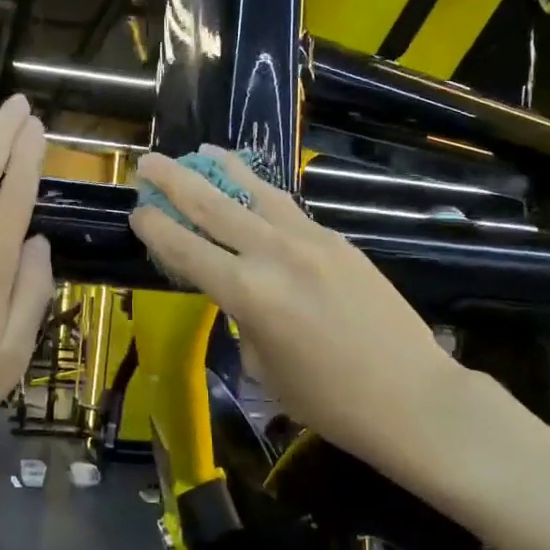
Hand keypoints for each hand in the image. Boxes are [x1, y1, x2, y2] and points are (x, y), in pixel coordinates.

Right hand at [127, 146, 513, 492]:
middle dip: (174, 180)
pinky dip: (263, 195)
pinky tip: (255, 191)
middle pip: (212, 205)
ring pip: (256, 192)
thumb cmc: (329, 400)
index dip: (156, 228)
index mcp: (248, 293)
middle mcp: (274, 254)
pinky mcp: (338, 239)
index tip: (137, 211)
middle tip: (150, 161)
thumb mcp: (265, 367)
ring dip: (224, 169)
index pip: (186, 249)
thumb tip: (243, 293)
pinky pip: (289, 209)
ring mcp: (310, 240)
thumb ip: (244, 320)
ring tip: (203, 150)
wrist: (411, 396)